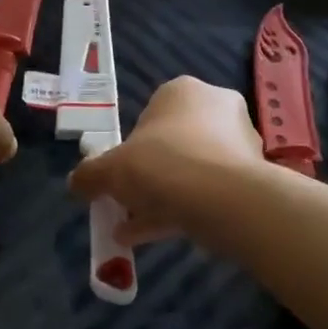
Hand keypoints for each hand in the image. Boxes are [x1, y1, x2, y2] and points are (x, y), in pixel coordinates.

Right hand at [69, 76, 263, 243]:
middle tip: (126, 205)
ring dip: (161, 199)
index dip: (130, 147)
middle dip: (147, 178)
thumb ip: (90, 175)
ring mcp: (240, 143)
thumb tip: (77, 183)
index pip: (150, 113)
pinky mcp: (251, 177)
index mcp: (183, 91)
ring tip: (134, 230)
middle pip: (172, 145)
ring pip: (190, 172)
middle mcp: (217, 109)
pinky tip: (157, 237)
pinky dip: (183, 211)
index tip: (118, 176)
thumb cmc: (162, 166)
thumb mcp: (110, 170)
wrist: (225, 200)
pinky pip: (208, 192)